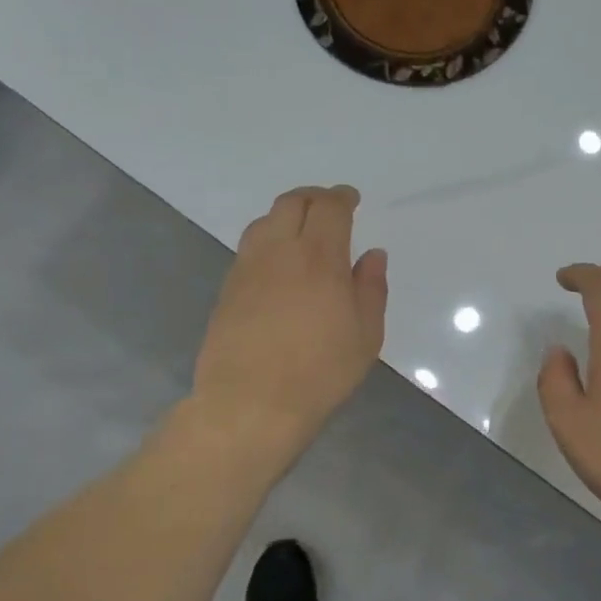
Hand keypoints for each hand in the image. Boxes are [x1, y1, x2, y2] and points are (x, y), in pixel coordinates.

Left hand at [192, 185, 387, 458]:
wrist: (251, 402)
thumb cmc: (320, 371)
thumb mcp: (365, 335)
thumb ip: (371, 289)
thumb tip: (372, 255)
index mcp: (319, 257)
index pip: (328, 208)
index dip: (341, 197)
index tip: (350, 199)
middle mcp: (279, 251)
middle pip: (291, 203)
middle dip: (312, 198)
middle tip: (327, 206)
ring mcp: (247, 268)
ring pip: (264, 222)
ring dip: (285, 215)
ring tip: (300, 230)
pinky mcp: (227, 289)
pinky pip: (249, 248)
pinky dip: (268, 241)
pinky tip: (277, 263)